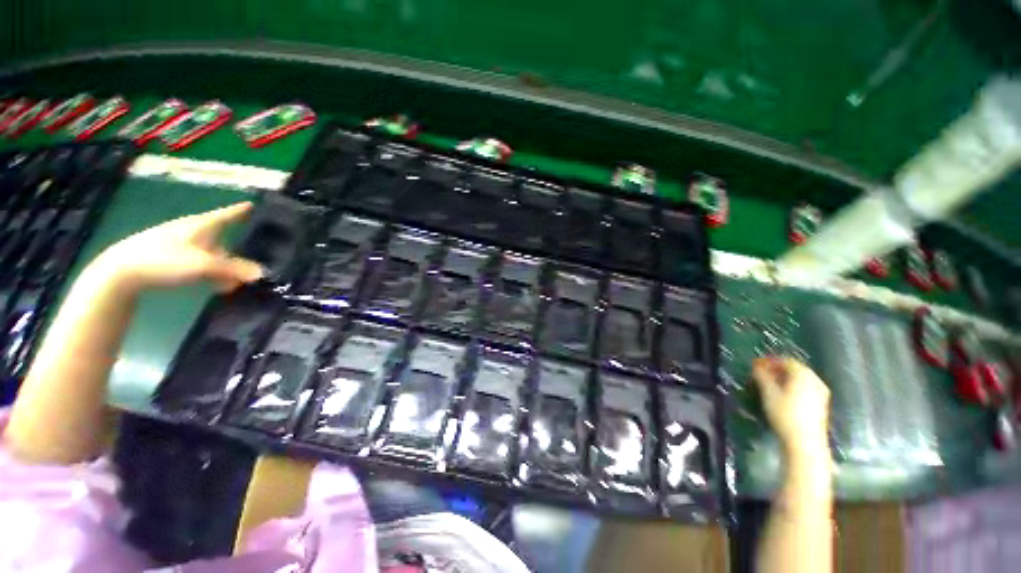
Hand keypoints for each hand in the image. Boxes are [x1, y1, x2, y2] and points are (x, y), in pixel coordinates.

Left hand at [94, 202, 263, 292]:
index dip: (239, 211)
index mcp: (201, 225)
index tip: (253, 204)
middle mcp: (192, 231)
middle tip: (251, 264)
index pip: (226, 214)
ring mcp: (179, 245)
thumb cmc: (165, 259)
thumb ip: (234, 269)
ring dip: (224, 267)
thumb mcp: (204, 265)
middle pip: (221, 238)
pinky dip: (211, 273)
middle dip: (236, 250)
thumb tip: (263, 273)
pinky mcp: (169, 259)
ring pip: (210, 254)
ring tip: (233, 283)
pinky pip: (199, 264)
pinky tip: (215, 285)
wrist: (121, 273)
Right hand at [753, 356, 830, 456]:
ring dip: (785, 379)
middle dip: (778, 369)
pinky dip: (793, 387)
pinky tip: (783, 395)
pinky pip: (806, 388)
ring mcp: (821, 393)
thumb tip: (756, 366)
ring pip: (800, 379)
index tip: (756, 365)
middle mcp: (815, 380)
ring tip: (770, 384)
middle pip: (795, 369)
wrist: (805, 442)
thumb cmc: (785, 414)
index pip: (786, 360)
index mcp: (803, 374)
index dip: (770, 360)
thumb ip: (762, 376)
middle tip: (762, 374)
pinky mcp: (821, 404)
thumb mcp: (768, 393)